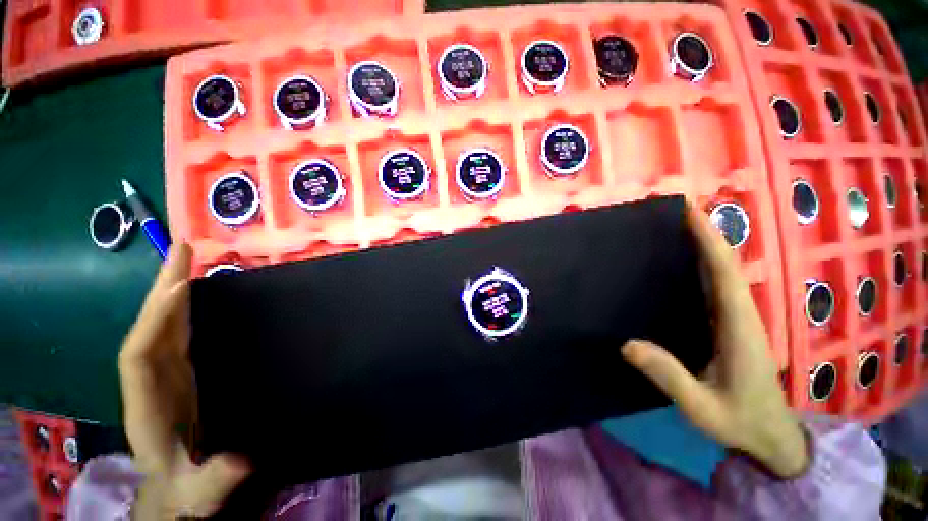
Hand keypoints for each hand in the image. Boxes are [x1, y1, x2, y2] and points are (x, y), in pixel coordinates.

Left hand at [119, 244, 250, 517]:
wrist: (176, 488)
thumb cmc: (187, 486)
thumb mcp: (202, 491)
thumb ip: (216, 480)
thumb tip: (245, 460)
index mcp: (148, 408)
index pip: (140, 356)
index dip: (157, 321)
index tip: (180, 287)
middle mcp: (149, 382)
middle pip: (149, 329)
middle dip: (162, 290)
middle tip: (182, 251)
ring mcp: (163, 375)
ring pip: (161, 326)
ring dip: (173, 292)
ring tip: (188, 261)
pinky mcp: (177, 373)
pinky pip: (176, 334)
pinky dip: (183, 309)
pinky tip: (196, 294)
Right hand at [621, 206, 808, 478]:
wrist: (771, 436)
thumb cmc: (740, 420)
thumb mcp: (701, 407)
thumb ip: (669, 377)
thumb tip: (627, 343)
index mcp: (738, 327)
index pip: (725, 273)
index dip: (709, 240)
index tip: (690, 212)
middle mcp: (742, 314)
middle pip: (726, 265)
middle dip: (706, 233)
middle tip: (676, 211)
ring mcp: (738, 318)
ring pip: (724, 273)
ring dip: (706, 246)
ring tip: (677, 227)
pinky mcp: (732, 325)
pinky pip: (718, 286)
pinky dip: (705, 265)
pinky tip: (685, 262)